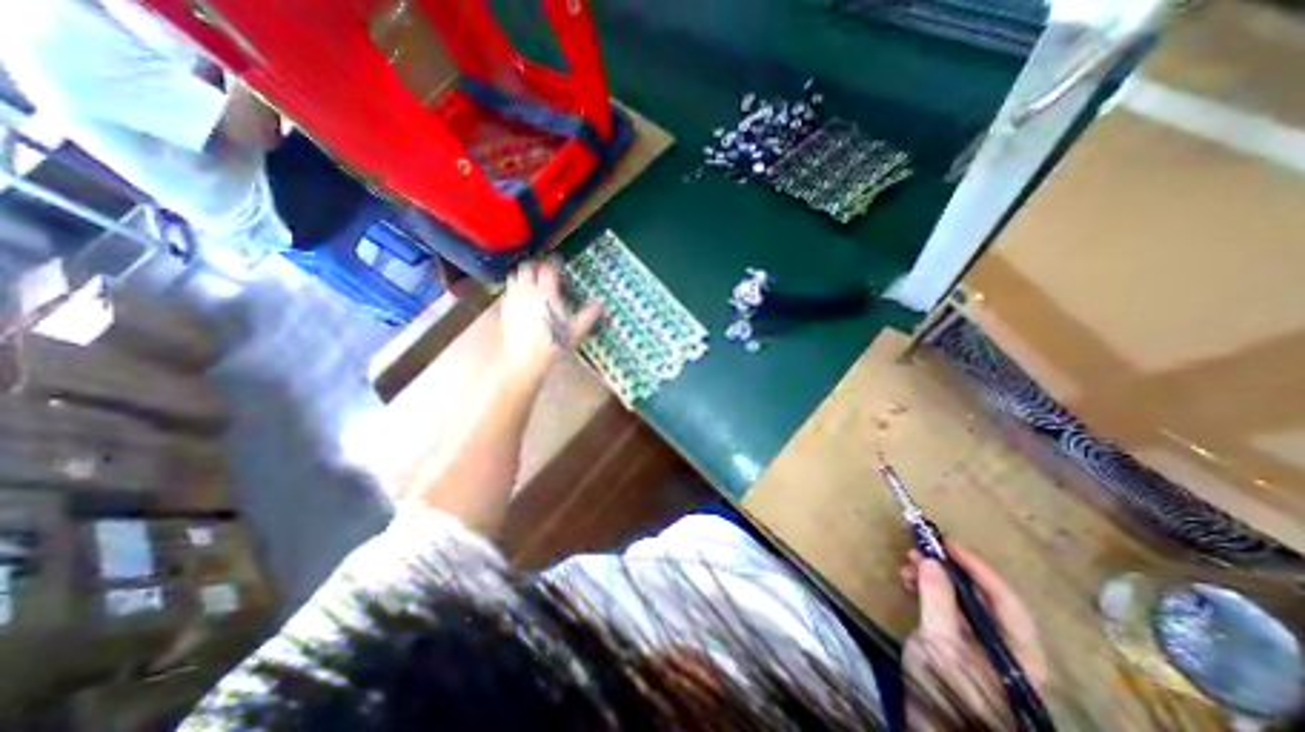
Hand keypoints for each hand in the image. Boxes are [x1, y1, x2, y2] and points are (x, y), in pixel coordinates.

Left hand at [502, 258, 604, 371]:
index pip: (548, 269)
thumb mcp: (575, 330)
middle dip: (535, 267)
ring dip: (522, 277)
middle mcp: (528, 290)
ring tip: (531, 284)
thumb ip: (587, 316)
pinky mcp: (505, 309)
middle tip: (544, 273)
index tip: (559, 268)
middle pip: (527, 268)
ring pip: (514, 277)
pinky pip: (508, 292)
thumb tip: (600, 306)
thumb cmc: (554, 342)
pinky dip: (514, 290)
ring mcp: (514, 299)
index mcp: (546, 291)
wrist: (527, 358)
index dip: (554, 266)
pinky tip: (522, 300)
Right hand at [904, 538, 1046, 724]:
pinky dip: (928, 593)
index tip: (947, 543)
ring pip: (962, 602)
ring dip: (935, 579)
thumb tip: (933, 561)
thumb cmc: (948, 691)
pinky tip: (910, 582)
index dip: (977, 568)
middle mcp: (1006, 648)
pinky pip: (947, 611)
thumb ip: (937, 601)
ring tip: (908, 564)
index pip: (1005, 600)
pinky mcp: (959, 648)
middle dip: (949, 570)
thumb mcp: (939, 643)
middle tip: (919, 550)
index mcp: (1018, 653)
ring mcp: (981, 648)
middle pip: (983, 598)